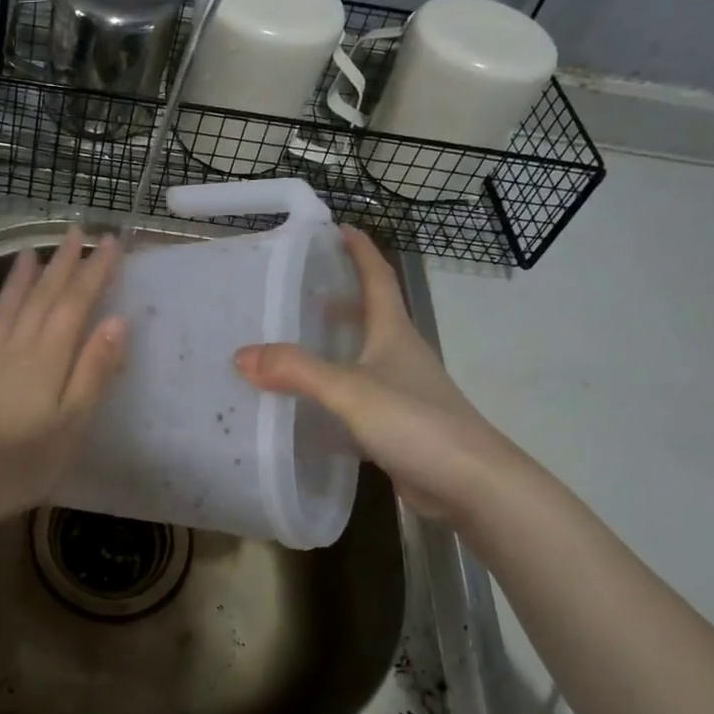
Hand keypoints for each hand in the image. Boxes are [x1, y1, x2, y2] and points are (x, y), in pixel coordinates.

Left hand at [0, 227, 126, 524]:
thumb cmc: (25, 461)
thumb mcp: (73, 422)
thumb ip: (94, 370)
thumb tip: (118, 321)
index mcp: (48, 357)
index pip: (75, 303)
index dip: (93, 270)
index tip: (109, 241)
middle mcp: (14, 347)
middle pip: (41, 297)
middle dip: (61, 263)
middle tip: (74, 231)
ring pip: (4, 309)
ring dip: (18, 280)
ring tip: (28, 253)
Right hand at [234, 227, 525, 519]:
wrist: (472, 485)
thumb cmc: (417, 423)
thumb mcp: (350, 391)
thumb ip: (296, 371)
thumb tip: (241, 355)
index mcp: (394, 333)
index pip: (378, 278)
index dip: (360, 250)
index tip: (338, 228)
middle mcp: (400, 355)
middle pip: (370, 315)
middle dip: (340, 297)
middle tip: (298, 290)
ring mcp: (402, 392)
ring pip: (362, 357)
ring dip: (333, 345)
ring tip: (293, 342)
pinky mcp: (398, 426)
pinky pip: (357, 398)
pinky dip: (332, 392)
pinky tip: (307, 405)